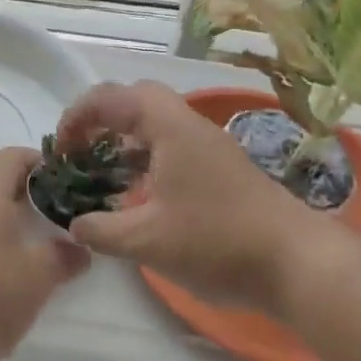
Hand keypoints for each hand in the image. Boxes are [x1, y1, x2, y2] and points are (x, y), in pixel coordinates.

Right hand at [57, 82, 330, 317]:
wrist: (299, 263)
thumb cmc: (217, 242)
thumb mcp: (147, 242)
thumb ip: (102, 230)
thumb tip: (74, 224)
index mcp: (168, 127)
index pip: (112, 97)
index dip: (78, 116)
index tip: (61, 149)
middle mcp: (189, 126)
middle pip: (136, 100)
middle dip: (101, 119)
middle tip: (80, 150)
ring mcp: (210, 147)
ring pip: (157, 124)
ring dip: (124, 140)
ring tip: (102, 173)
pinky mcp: (222, 170)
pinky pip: (172, 147)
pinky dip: (146, 159)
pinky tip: (140, 195)